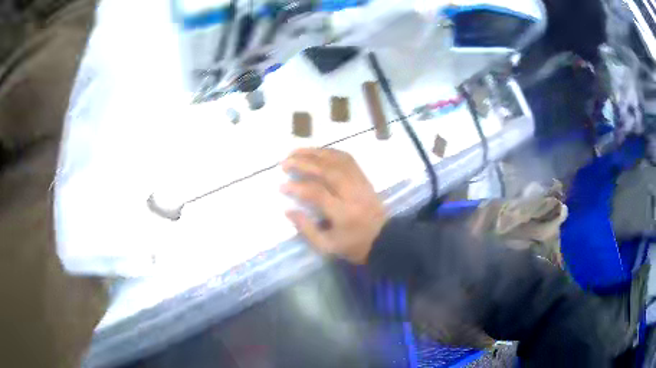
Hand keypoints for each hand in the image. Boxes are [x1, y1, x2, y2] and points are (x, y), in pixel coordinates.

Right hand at [281, 148, 387, 263]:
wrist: (384, 240)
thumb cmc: (354, 246)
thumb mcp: (327, 247)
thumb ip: (306, 229)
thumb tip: (287, 210)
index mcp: (343, 214)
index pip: (317, 193)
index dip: (297, 187)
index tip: (282, 186)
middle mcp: (353, 194)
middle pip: (328, 171)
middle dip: (304, 162)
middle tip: (285, 162)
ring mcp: (361, 183)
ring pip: (338, 160)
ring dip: (315, 153)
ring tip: (296, 151)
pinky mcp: (365, 178)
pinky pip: (348, 159)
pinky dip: (331, 152)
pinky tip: (317, 152)